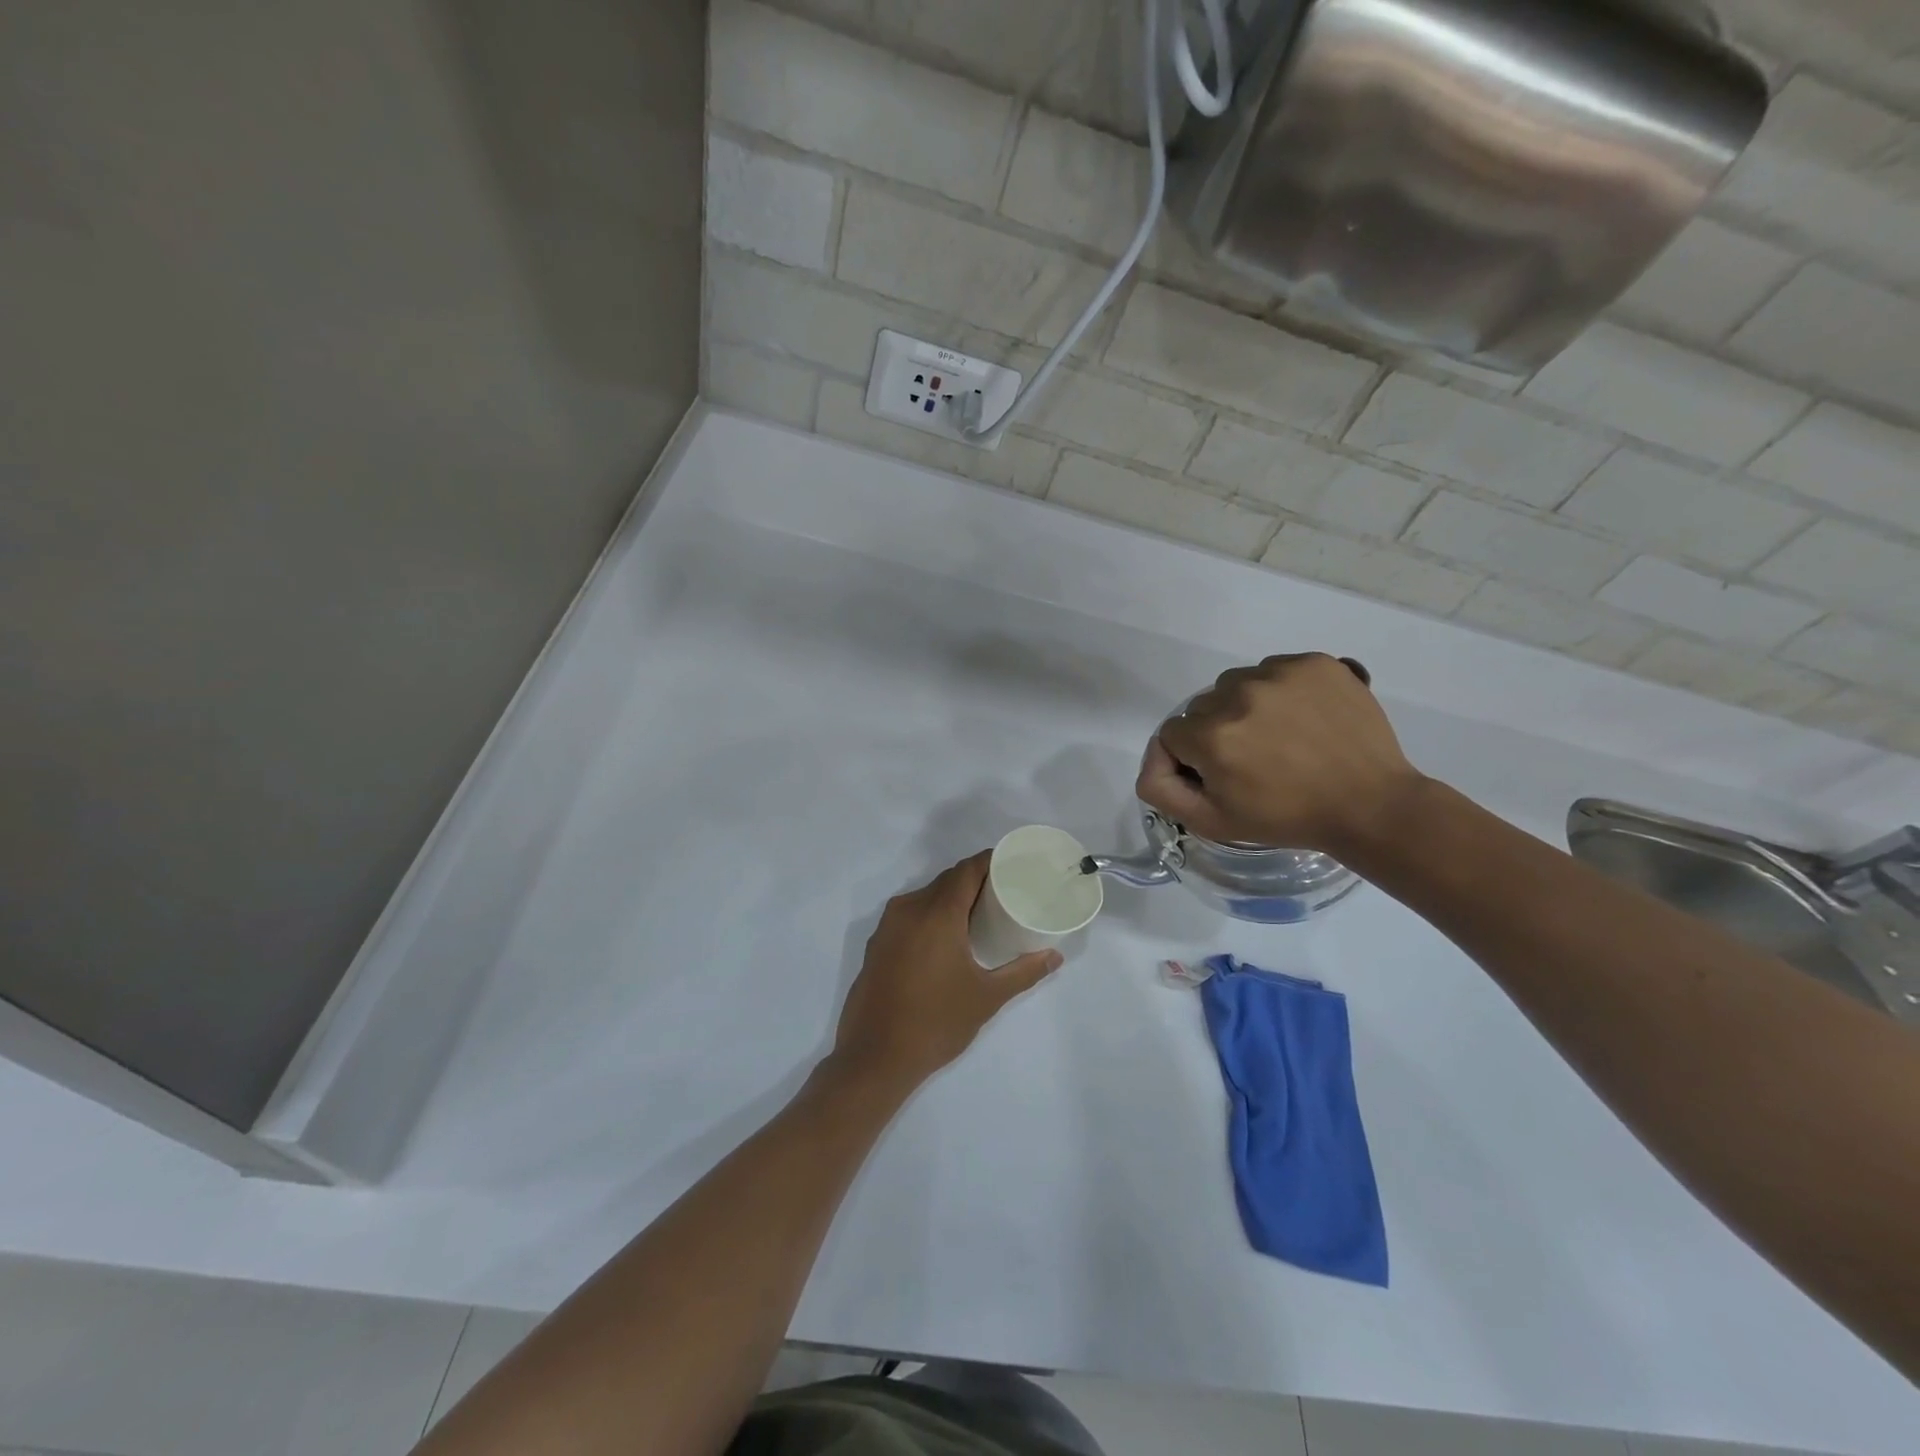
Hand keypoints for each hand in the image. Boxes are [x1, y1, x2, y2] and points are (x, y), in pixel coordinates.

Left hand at [829, 852, 1061, 1094]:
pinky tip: (947, 938)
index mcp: (937, 913)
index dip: (990, 861)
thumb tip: (1054, 957)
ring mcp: (888, 926)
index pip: (966, 870)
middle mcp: (909, 909)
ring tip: (979, 915)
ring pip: (925, 896)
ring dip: (951, 898)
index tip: (1013, 865)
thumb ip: (1023, 972)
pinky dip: (931, 915)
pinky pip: (910, 914)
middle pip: (946, 880)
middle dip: (974, 880)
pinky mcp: (877, 944)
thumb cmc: (936, 1022)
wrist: (874, 1058)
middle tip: (1004, 892)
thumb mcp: (987, 997)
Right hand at [1135, 653, 1425, 855]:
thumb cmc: (1287, 817)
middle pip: (1203, 707)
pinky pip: (1275, 670)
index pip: (1172, 734)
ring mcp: (1279, 673)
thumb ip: (1162, 790)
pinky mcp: (1314, 662)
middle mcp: (1238, 694)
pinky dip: (1280, 691)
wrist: (1369, 804)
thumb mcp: (1213, 822)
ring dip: (1245, 707)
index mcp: (1211, 735)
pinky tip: (1301, 718)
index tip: (1219, 776)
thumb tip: (1153, 761)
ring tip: (1278, 736)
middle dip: (1217, 732)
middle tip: (1252, 760)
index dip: (1191, 759)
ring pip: (1236, 684)